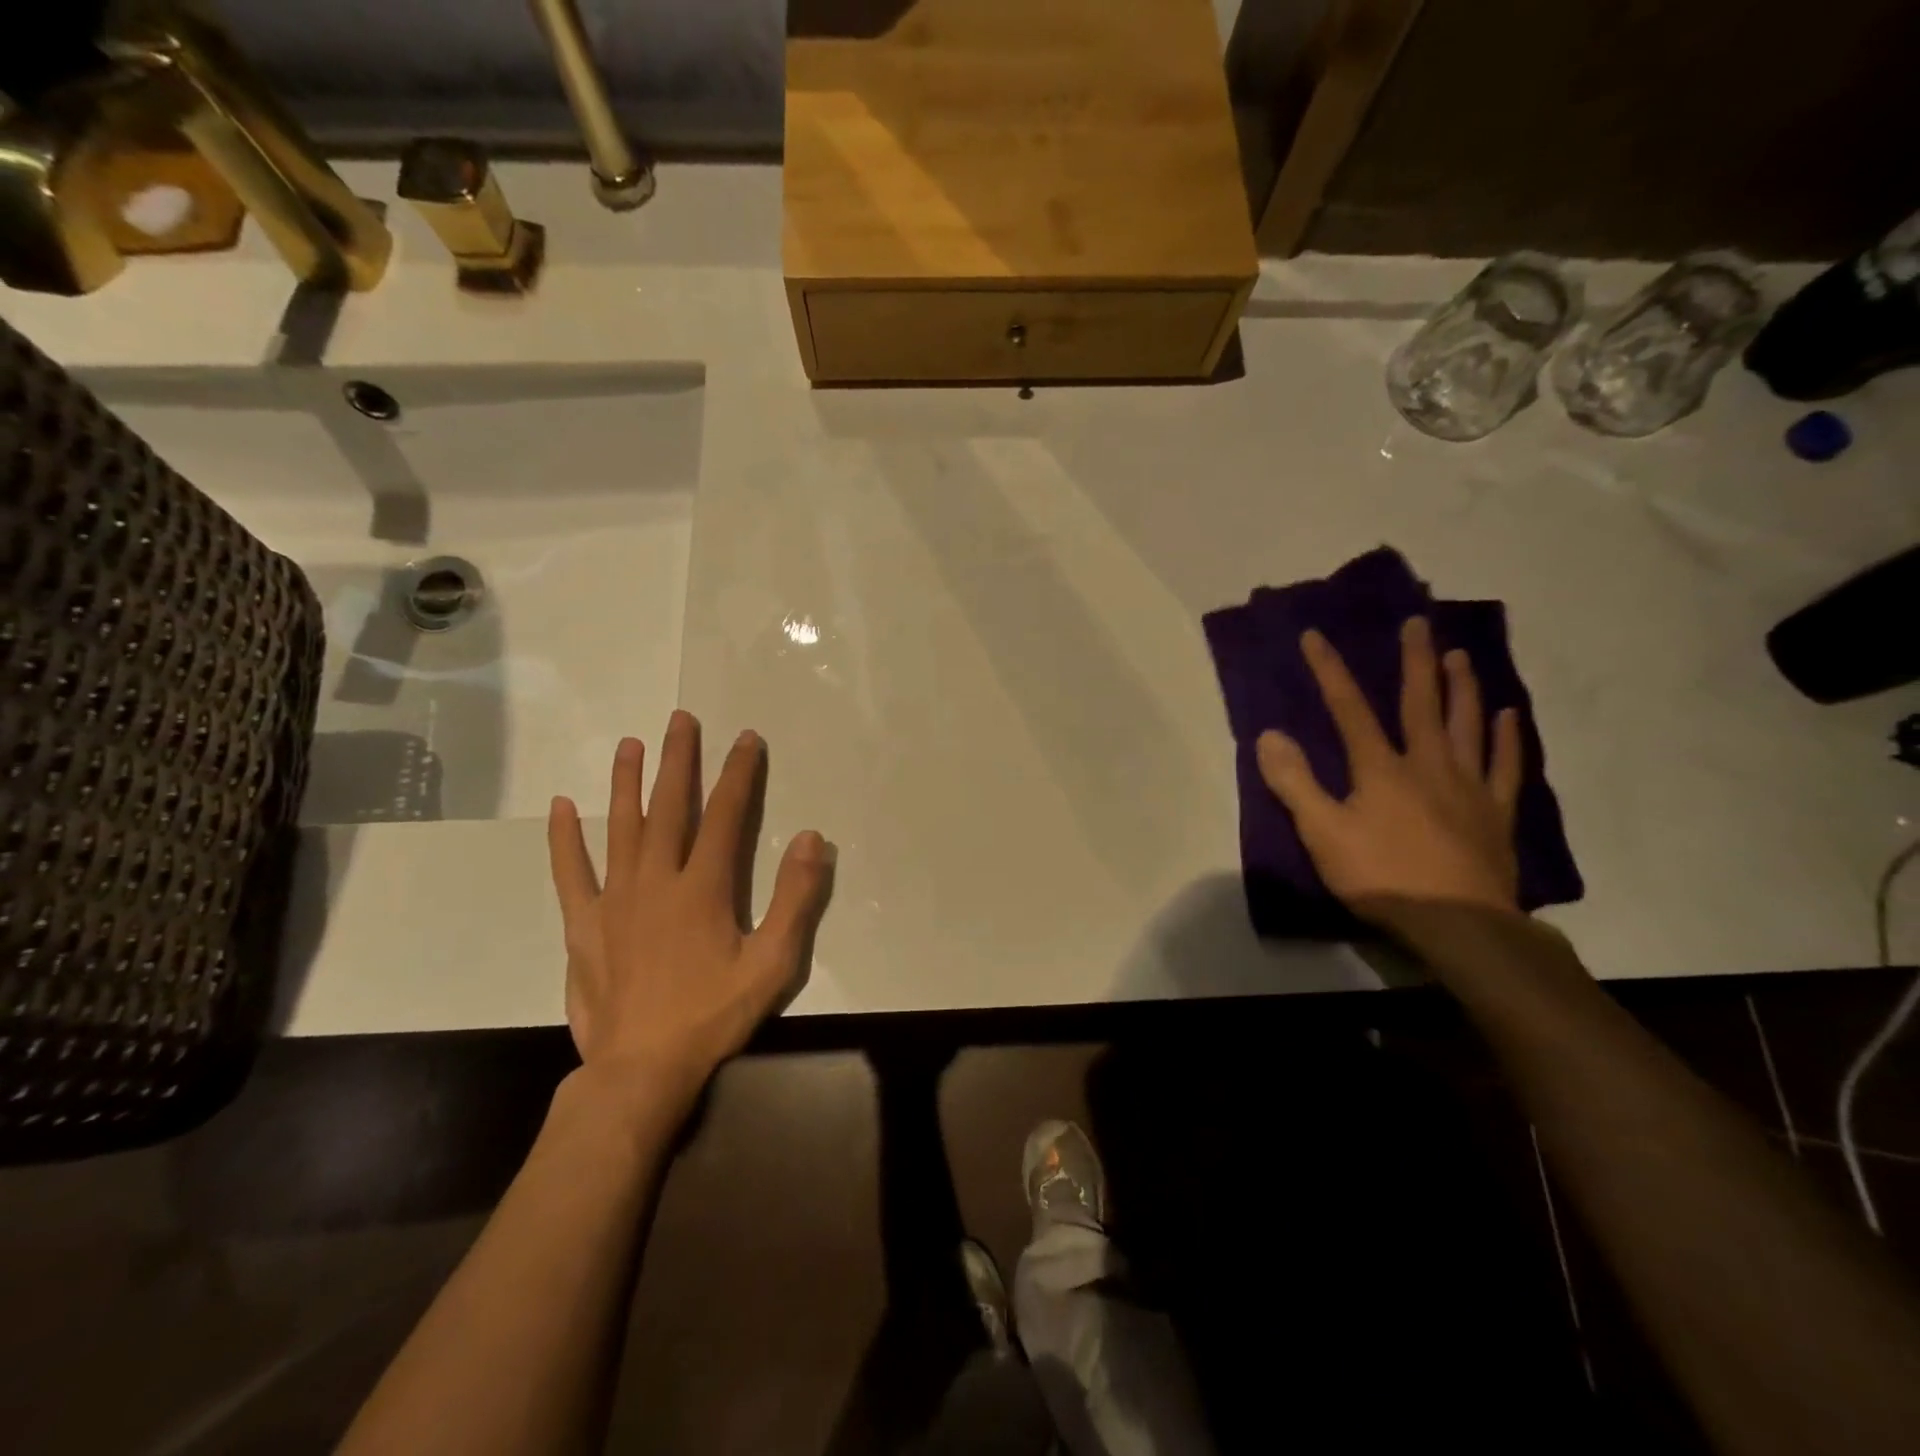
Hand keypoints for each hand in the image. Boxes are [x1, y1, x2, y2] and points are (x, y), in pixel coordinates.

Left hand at [547, 712, 833, 1120]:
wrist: (640, 1069)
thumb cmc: (712, 1015)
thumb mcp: (772, 963)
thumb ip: (796, 899)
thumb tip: (812, 838)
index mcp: (702, 887)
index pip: (725, 815)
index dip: (738, 774)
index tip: (746, 739)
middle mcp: (656, 879)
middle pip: (669, 807)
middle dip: (679, 760)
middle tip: (680, 719)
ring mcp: (614, 899)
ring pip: (620, 827)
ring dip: (626, 783)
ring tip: (629, 744)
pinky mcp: (583, 924)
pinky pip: (571, 872)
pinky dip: (564, 839)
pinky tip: (561, 807)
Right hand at [1255, 618, 1523, 924]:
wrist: (1456, 923)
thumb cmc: (1381, 877)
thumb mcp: (1321, 832)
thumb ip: (1294, 782)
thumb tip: (1269, 734)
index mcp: (1381, 769)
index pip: (1349, 709)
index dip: (1330, 671)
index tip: (1315, 635)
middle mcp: (1427, 765)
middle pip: (1420, 703)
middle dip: (1414, 661)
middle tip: (1417, 623)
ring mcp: (1467, 786)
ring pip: (1466, 725)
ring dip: (1461, 687)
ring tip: (1459, 655)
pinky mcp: (1496, 812)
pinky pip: (1505, 766)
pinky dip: (1507, 739)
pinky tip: (1508, 716)